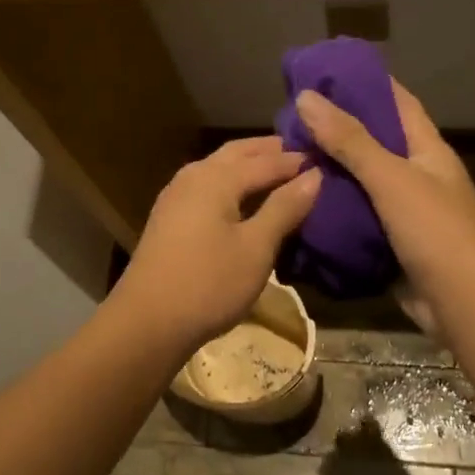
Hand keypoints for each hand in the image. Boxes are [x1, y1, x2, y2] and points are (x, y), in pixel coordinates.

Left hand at [112, 137, 321, 351]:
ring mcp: (176, 196)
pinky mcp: (169, 218)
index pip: (266, 161)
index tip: (326, 158)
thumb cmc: (208, 283)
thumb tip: (314, 175)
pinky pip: (208, 185)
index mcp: (216, 178)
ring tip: (277, 170)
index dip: (296, 161)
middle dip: (269, 150)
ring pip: (219, 167)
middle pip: (237, 153)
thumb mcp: (256, 247)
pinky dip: (231, 182)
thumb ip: (284, 207)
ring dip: (248, 164)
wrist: (147, 323)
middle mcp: (194, 176)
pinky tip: (242, 197)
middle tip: (301, 152)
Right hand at [294, 81, 474, 333]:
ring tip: (285, 160)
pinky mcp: (390, 244)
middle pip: (372, 143)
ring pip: (360, 184)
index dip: (364, 83)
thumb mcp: (391, 177)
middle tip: (288, 121)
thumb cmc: (436, 230)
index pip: (396, 101)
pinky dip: (331, 213)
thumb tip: (307, 97)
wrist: (465, 304)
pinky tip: (298, 206)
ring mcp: (404, 212)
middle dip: (335, 132)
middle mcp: (416, 174)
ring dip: (329, 174)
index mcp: (426, 149)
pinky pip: (356, 220)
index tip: (322, 73)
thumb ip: (350, 140)